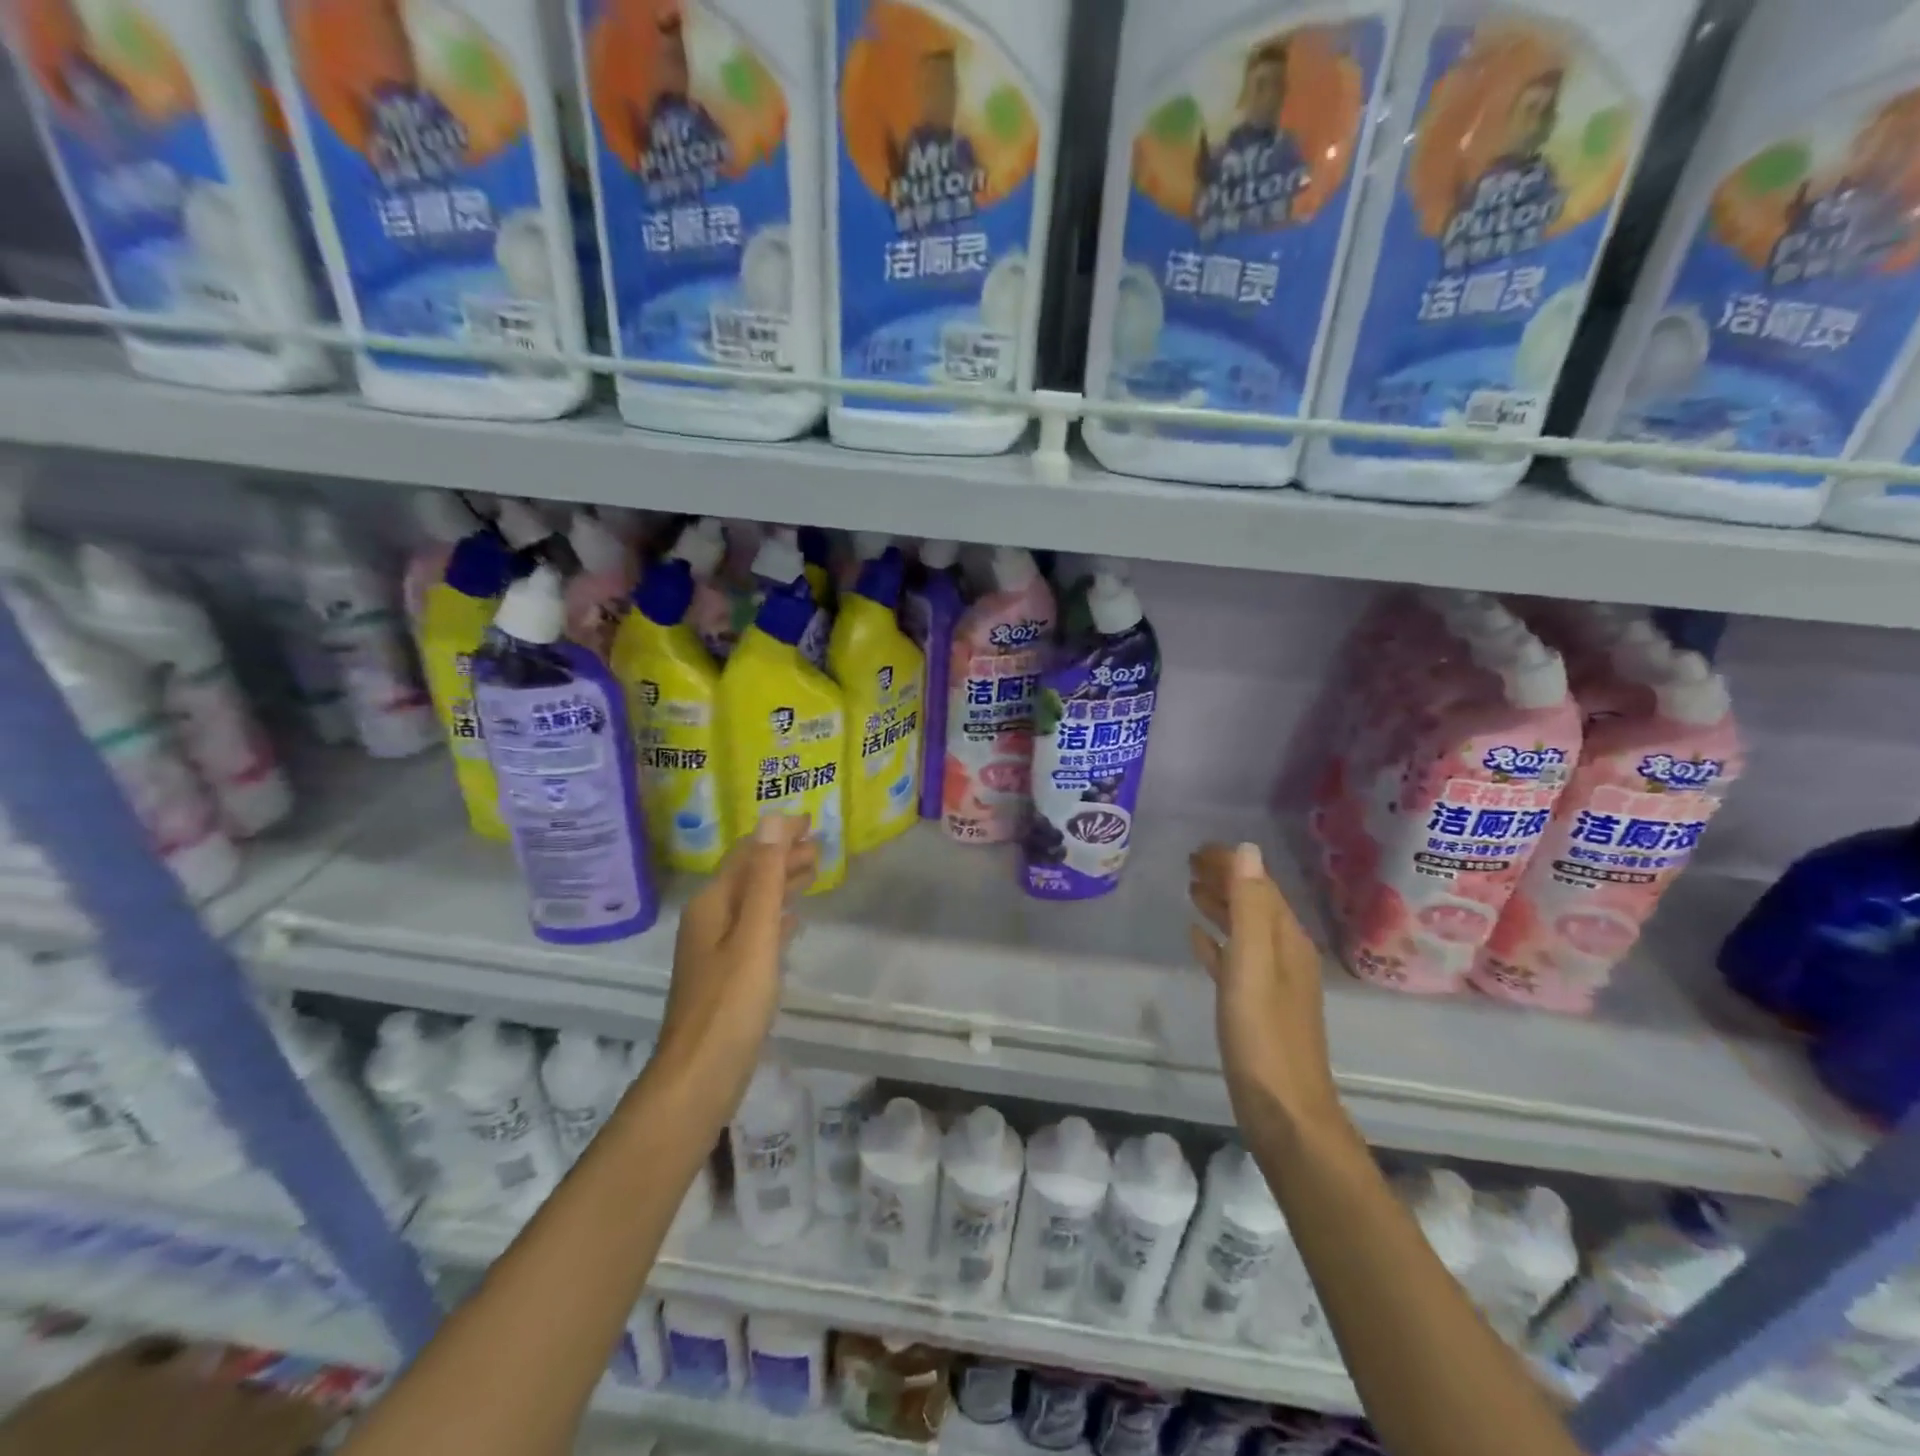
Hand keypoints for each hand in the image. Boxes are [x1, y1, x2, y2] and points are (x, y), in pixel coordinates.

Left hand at [656, 816, 817, 1098]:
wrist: (699, 1076)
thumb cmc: (730, 1003)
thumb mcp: (754, 934)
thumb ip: (766, 878)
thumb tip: (773, 820)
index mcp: (713, 904)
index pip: (747, 853)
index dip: (777, 834)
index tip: (811, 820)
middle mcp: (710, 919)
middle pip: (749, 875)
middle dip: (782, 856)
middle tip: (820, 846)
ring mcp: (716, 949)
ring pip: (753, 902)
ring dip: (781, 882)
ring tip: (813, 872)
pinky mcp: (727, 974)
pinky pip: (756, 929)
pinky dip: (776, 916)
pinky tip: (792, 921)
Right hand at [1188, 841, 1343, 1133]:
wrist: (1284, 1110)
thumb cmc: (1263, 1035)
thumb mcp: (1253, 964)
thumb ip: (1250, 907)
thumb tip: (1247, 850)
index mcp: (1287, 940)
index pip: (1259, 885)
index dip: (1231, 863)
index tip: (1198, 848)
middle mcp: (1284, 953)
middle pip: (1253, 903)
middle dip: (1225, 879)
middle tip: (1188, 863)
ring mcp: (1272, 981)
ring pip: (1244, 928)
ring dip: (1220, 905)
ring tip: (1190, 889)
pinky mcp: (1255, 1005)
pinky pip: (1234, 958)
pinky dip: (1217, 940)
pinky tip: (1196, 936)